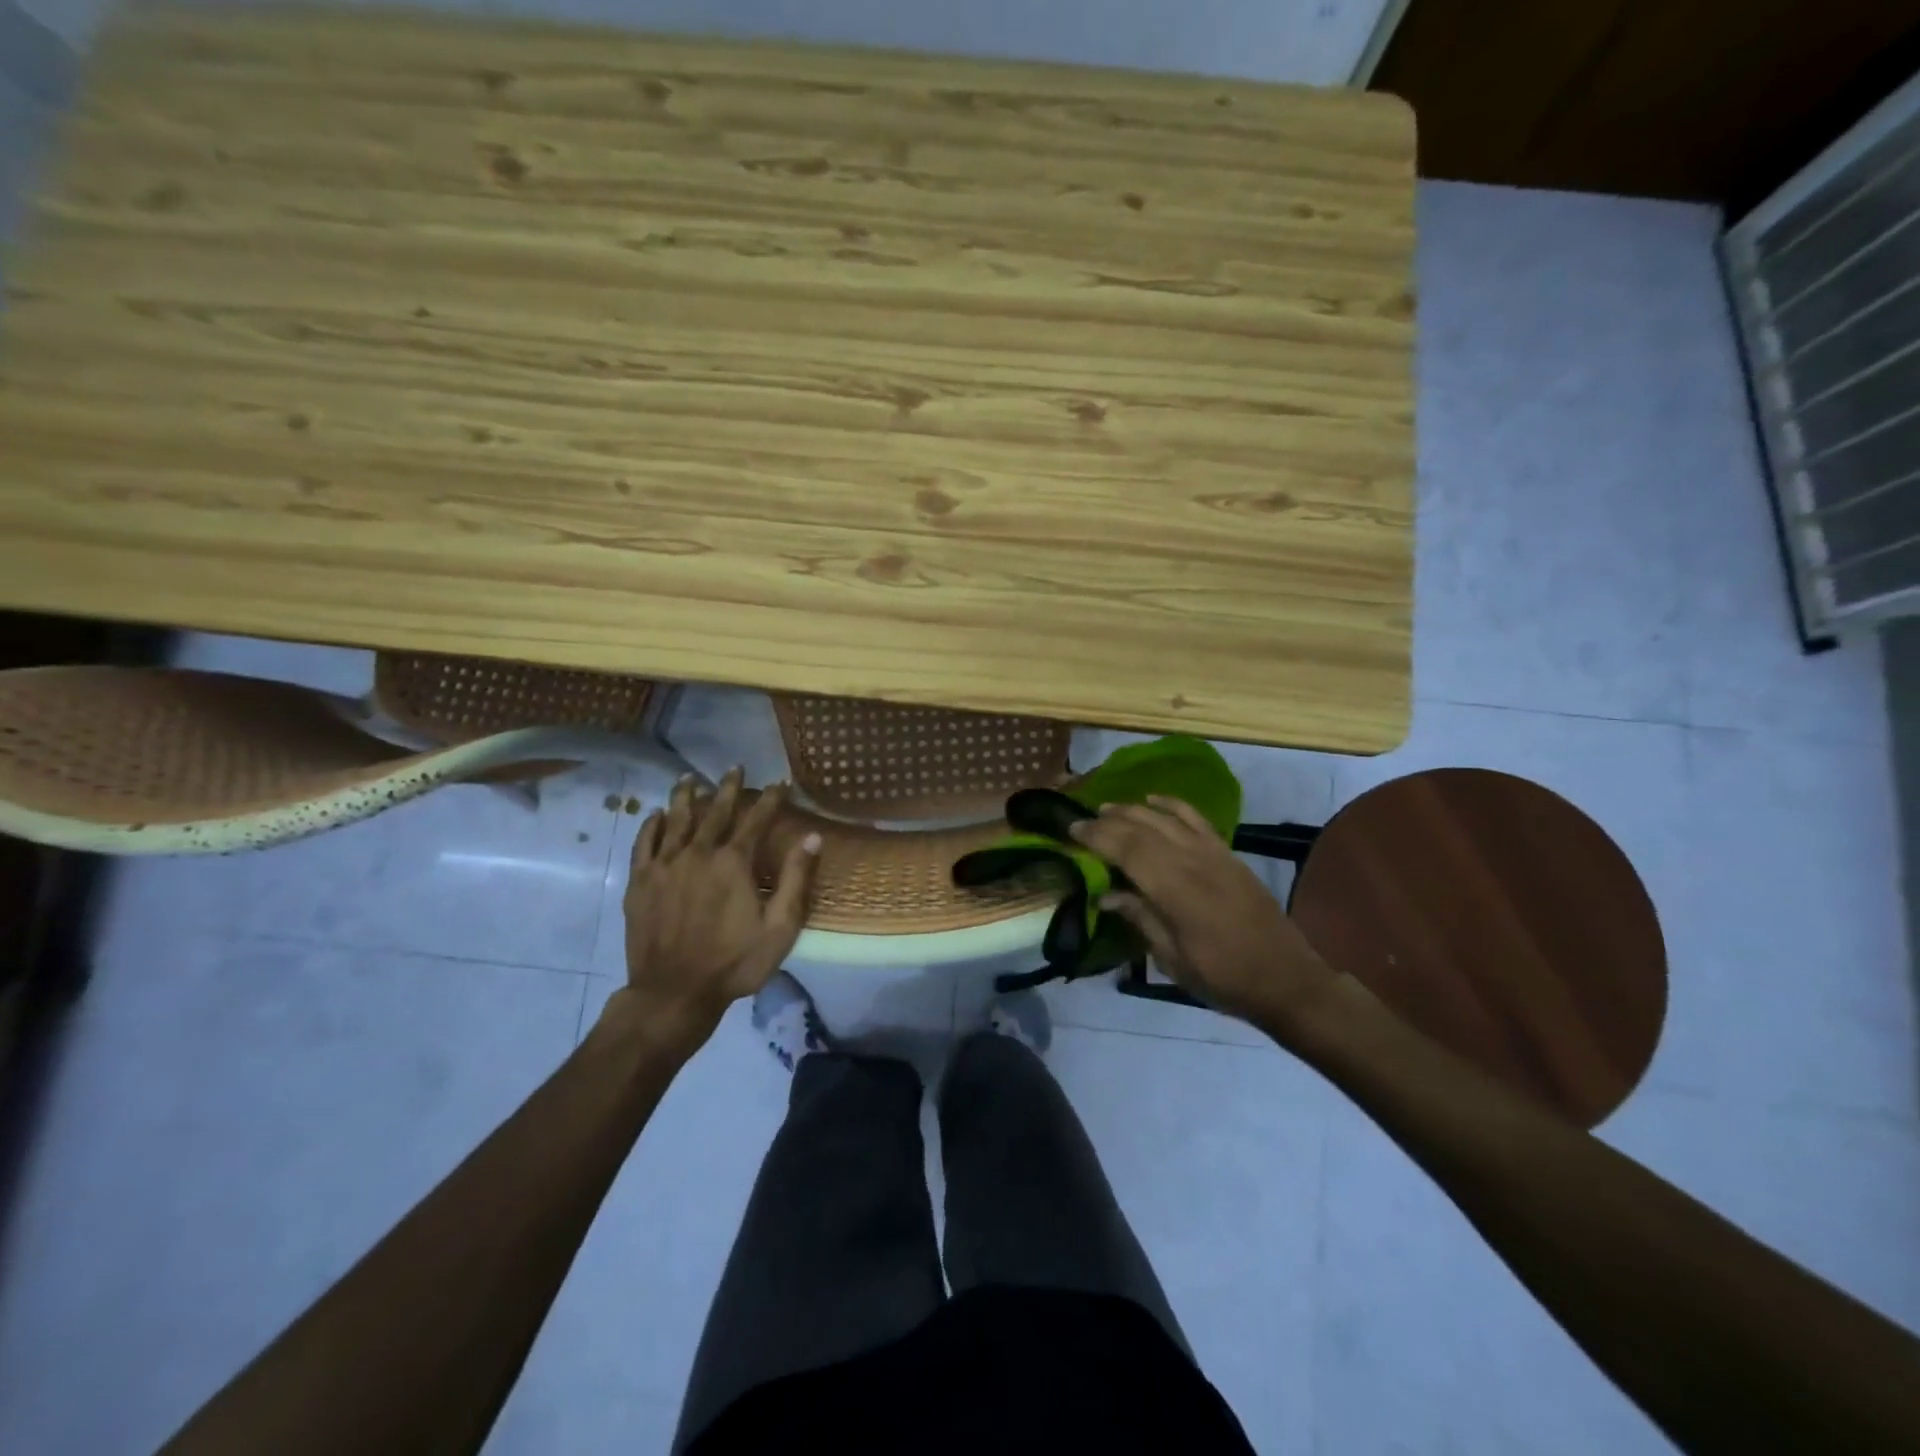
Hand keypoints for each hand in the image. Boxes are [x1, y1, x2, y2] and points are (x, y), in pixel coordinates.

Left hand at [612, 768, 819, 1055]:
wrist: (673, 993)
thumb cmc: (734, 962)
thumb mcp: (780, 927)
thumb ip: (796, 879)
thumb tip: (813, 837)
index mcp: (733, 862)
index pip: (756, 819)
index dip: (771, 798)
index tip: (780, 782)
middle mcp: (698, 853)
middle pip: (715, 811)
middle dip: (728, 787)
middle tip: (734, 767)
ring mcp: (664, 865)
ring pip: (676, 819)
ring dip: (685, 796)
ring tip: (689, 778)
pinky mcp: (640, 882)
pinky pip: (644, 843)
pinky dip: (651, 825)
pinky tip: (655, 814)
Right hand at [1071, 795, 1336, 1036]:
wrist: (1286, 979)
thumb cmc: (1222, 977)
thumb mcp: (1172, 958)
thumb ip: (1139, 919)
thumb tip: (1105, 895)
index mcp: (1174, 890)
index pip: (1126, 850)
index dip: (1096, 837)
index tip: (1071, 831)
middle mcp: (1191, 862)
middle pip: (1142, 828)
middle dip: (1107, 822)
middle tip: (1081, 822)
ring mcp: (1213, 854)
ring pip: (1165, 818)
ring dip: (1133, 809)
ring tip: (1107, 808)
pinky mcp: (1228, 854)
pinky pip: (1196, 818)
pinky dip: (1172, 804)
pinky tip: (1154, 799)